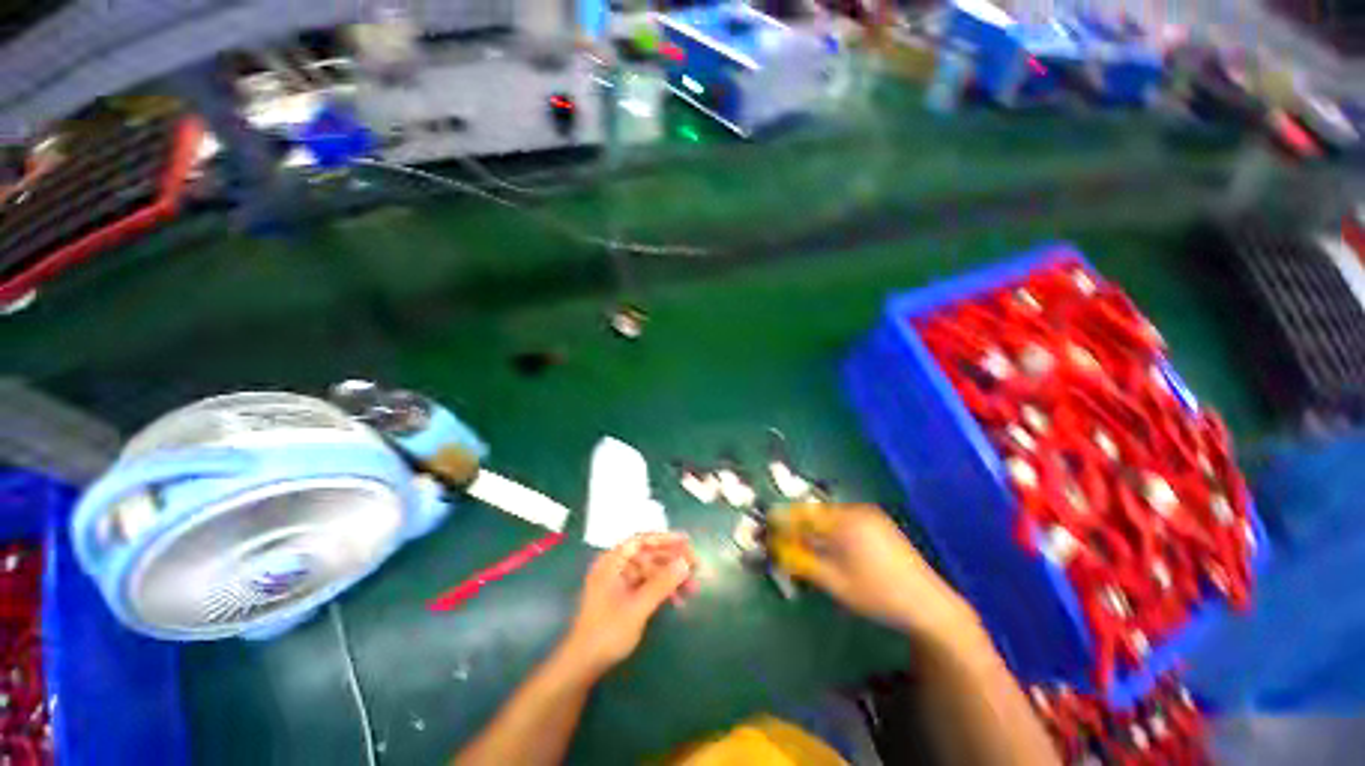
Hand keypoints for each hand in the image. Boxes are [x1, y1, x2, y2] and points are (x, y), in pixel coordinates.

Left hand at [560, 532, 698, 677]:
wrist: (582, 666)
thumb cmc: (607, 632)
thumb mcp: (638, 607)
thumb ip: (661, 583)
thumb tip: (685, 562)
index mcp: (612, 562)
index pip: (641, 540)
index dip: (665, 539)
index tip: (686, 541)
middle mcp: (615, 567)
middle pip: (647, 554)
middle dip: (671, 560)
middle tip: (695, 565)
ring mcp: (618, 582)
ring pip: (649, 571)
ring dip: (670, 577)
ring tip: (693, 587)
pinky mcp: (622, 597)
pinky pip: (646, 585)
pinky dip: (661, 589)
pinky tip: (678, 600)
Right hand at [772, 504, 980, 639]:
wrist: (928, 603)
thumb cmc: (877, 594)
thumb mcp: (834, 582)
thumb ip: (801, 562)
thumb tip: (775, 548)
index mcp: (844, 521)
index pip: (803, 514)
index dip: (782, 519)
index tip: (767, 526)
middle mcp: (855, 510)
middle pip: (816, 512)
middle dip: (797, 524)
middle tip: (783, 539)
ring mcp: (870, 515)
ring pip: (830, 516)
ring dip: (814, 527)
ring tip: (804, 544)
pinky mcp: (879, 523)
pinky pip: (845, 519)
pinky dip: (831, 528)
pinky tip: (831, 546)